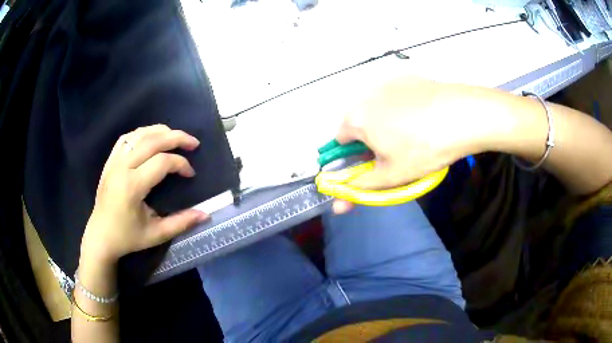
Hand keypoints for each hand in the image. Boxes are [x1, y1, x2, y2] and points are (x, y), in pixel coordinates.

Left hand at [80, 124, 208, 263]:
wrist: (100, 236)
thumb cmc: (127, 237)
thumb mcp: (156, 235)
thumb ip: (181, 223)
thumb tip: (206, 214)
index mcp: (132, 186)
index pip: (162, 162)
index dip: (181, 164)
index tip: (190, 174)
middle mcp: (122, 168)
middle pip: (152, 141)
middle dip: (176, 138)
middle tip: (193, 142)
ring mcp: (114, 162)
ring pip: (139, 134)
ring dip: (160, 131)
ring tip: (175, 136)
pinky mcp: (109, 162)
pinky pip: (126, 138)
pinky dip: (141, 133)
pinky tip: (151, 138)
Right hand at [333, 78, 498, 212]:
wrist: (462, 115)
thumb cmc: (425, 148)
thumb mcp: (393, 175)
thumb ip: (362, 187)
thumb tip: (339, 201)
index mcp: (356, 120)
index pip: (339, 140)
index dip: (352, 156)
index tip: (372, 163)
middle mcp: (365, 96)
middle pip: (359, 122)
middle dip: (370, 138)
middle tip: (395, 151)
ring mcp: (387, 83)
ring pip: (378, 108)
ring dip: (385, 121)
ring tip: (413, 132)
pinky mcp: (407, 77)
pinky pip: (396, 96)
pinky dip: (402, 107)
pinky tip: (423, 115)